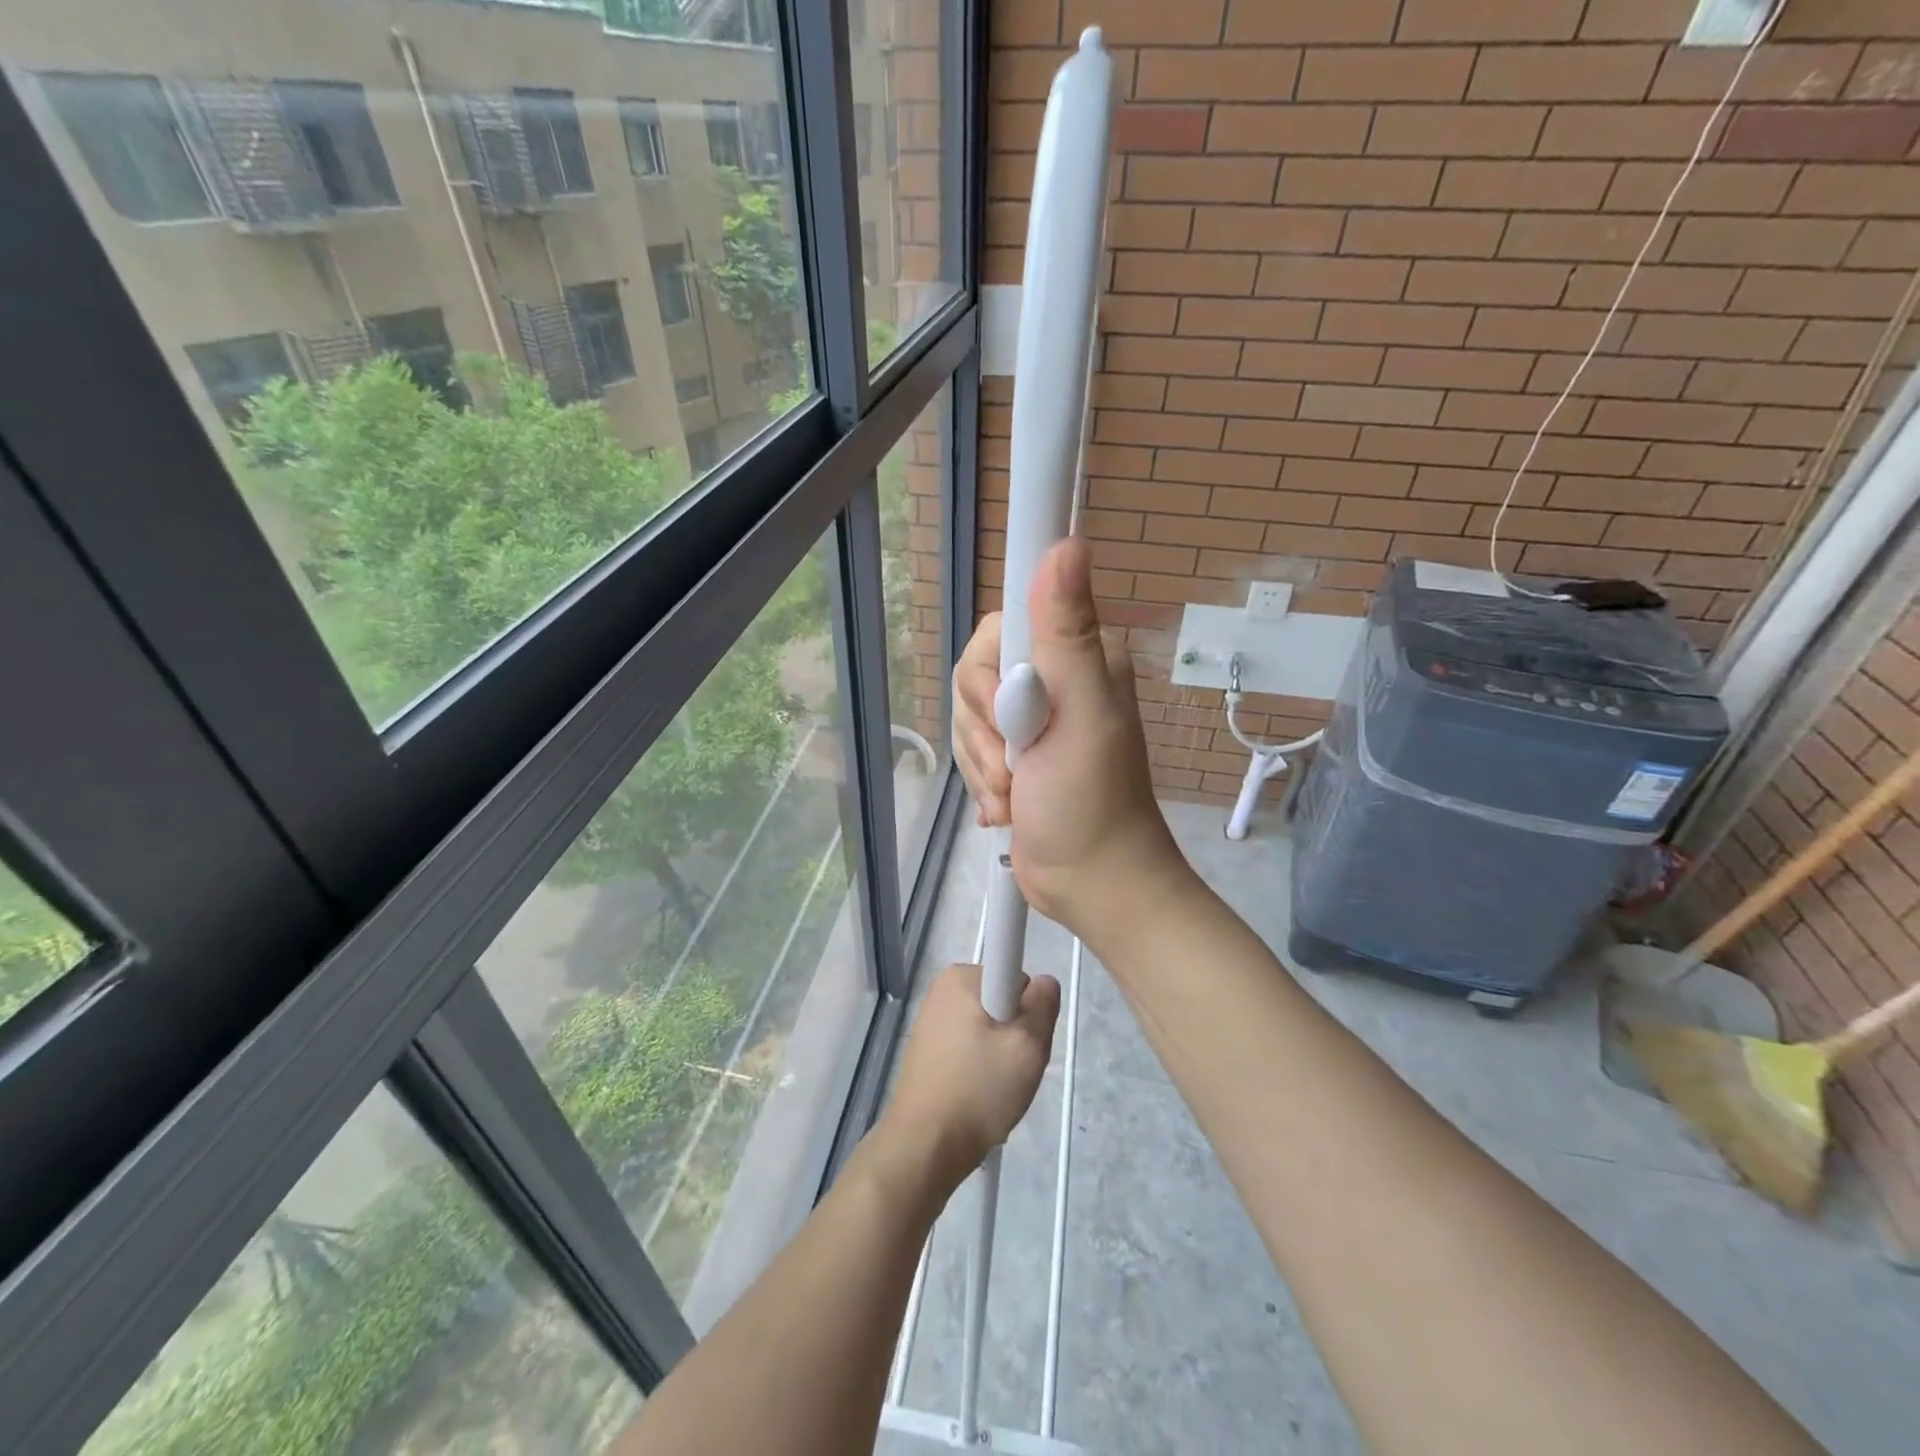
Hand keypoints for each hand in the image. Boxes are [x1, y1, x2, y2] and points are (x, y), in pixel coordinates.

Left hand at [879, 963, 1058, 1186]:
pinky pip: (969, 1046)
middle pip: (1002, 1002)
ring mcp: (931, 1019)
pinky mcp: (927, 1048)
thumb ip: (1044, 1005)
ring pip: (988, 1027)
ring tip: (994, 1088)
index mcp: (961, 977)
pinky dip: (980, 1066)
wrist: (926, 1145)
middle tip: (1013, 1069)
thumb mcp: (1028, 1046)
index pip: (1016, 977)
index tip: (1020, 1043)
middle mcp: (942, 989)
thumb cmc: (979, 1089)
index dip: (1028, 1010)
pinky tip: (977, 1095)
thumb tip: (1043, 982)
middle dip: (1014, 1033)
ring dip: (999, 1054)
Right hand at [953, 537, 1191, 939]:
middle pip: (975, 675)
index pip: (1003, 628)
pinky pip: (971, 751)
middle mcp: (1052, 680)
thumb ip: (1067, 632)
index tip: (1009, 712)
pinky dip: (982, 782)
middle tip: (1017, 763)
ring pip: (968, 717)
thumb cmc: (1091, 800)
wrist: (1092, 883)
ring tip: (1016, 793)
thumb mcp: (1080, 713)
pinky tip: (1009, 807)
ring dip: (983, 763)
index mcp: (1077, 658)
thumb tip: (1066, 543)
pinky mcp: (1013, 756)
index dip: (991, 672)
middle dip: (984, 729)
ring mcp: (1030, 721)